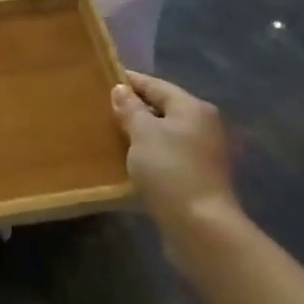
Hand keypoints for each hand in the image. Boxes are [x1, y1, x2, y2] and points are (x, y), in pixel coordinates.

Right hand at [110, 73, 240, 236]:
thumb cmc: (170, 170)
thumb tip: (121, 89)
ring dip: (140, 133)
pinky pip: (166, 155)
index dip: (129, 81)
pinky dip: (148, 153)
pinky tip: (127, 160)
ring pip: (164, 134)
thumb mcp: (143, 133)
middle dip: (134, 107)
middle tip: (101, 108)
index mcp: (192, 108)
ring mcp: (202, 153)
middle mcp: (202, 126)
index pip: (156, 85)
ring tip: (109, 133)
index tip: (103, 78)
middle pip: (163, 108)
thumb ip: (131, 109)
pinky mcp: (196, 177)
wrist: (200, 226)